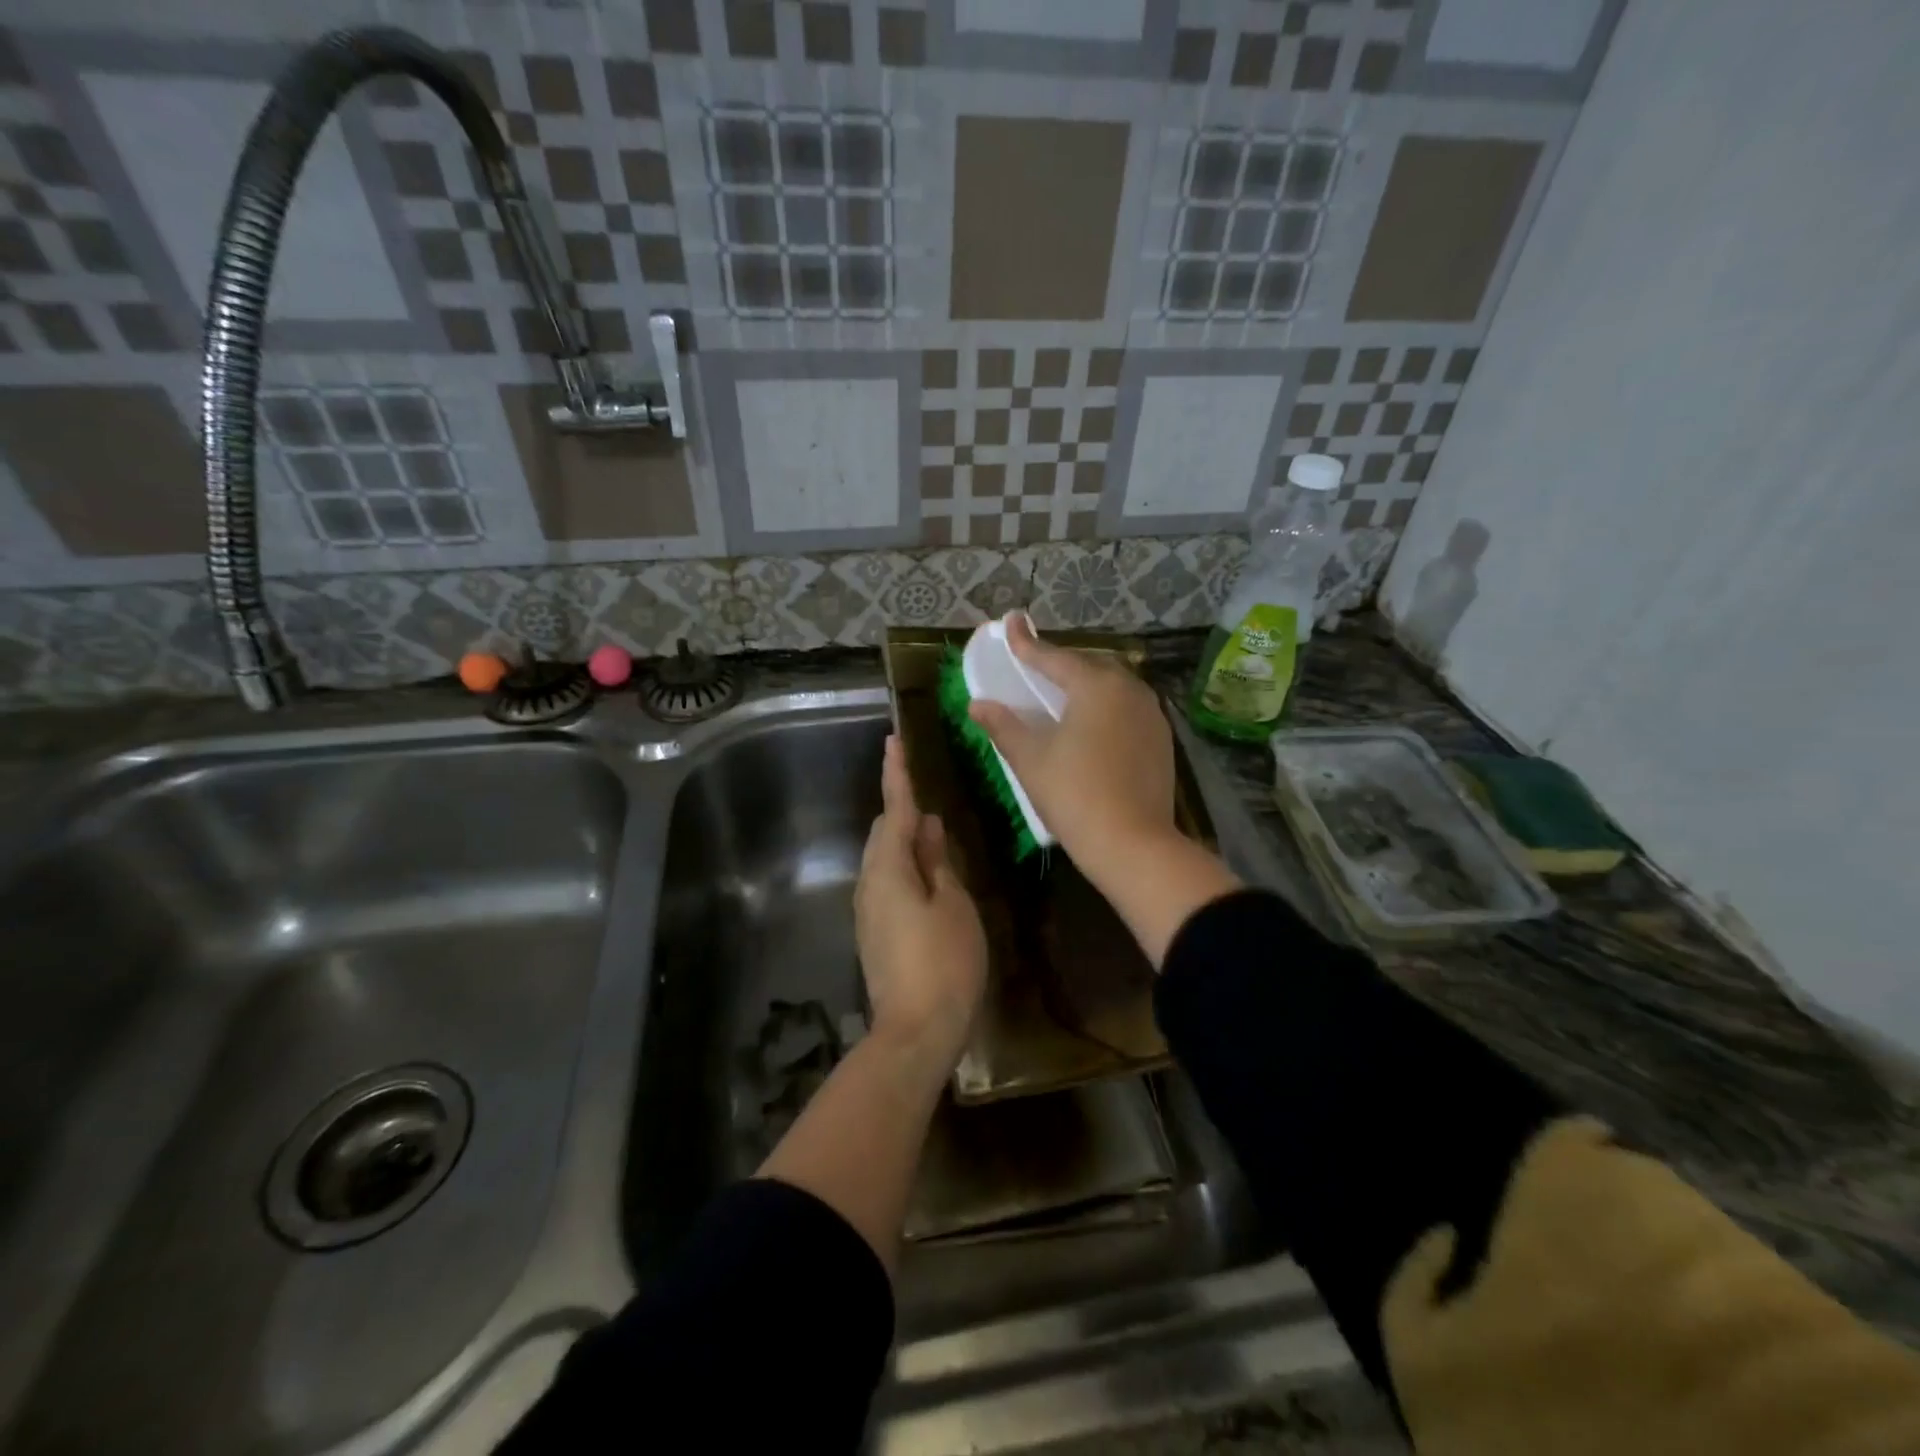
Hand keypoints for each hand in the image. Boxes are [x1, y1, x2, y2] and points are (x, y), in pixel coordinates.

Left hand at [855, 735, 987, 1065]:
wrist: (915, 1031)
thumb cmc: (944, 962)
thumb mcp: (953, 904)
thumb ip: (937, 861)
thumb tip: (925, 827)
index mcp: (888, 869)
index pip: (893, 810)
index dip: (896, 775)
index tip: (892, 741)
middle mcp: (869, 883)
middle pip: (883, 833)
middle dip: (903, 813)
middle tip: (931, 805)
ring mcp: (868, 910)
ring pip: (884, 859)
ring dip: (905, 843)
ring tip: (936, 841)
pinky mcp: (873, 933)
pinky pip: (887, 883)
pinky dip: (905, 869)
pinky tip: (929, 879)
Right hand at [968, 613, 1178, 879]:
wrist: (1133, 845)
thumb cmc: (1074, 795)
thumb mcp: (1030, 760)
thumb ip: (1004, 726)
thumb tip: (978, 705)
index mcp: (1096, 686)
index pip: (1054, 657)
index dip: (1027, 643)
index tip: (1011, 622)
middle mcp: (1129, 690)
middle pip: (1088, 666)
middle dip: (1060, 662)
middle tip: (1034, 664)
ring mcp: (1151, 714)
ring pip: (1113, 686)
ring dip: (1085, 683)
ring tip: (1062, 693)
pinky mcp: (1161, 739)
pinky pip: (1127, 708)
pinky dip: (1105, 706)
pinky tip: (1092, 724)